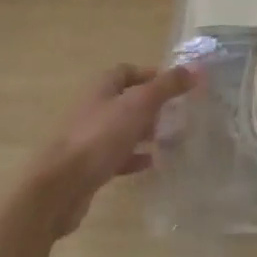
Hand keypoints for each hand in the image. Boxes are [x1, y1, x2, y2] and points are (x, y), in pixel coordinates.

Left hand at [27, 64, 197, 237]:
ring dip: (145, 132)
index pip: (128, 71)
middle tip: (178, 114)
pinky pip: (117, 156)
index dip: (151, 75)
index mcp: (102, 87)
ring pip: (123, 128)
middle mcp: (95, 107)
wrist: (60, 187)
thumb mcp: (138, 105)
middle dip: (152, 105)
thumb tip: (197, 69)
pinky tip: (152, 164)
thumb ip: (167, 86)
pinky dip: (134, 157)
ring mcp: (90, 138)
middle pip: (126, 99)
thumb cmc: (99, 137)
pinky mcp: (90, 166)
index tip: (176, 86)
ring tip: (172, 139)